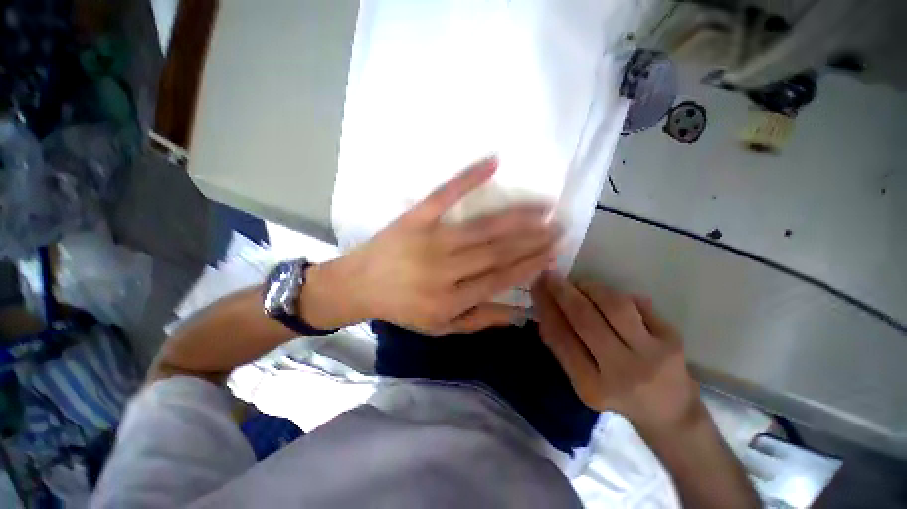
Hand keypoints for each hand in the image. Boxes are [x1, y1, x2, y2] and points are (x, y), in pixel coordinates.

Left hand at [302, 157, 559, 334]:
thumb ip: (479, 319)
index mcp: (450, 300)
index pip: (501, 279)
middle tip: (559, 227)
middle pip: (498, 252)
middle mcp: (444, 270)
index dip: (530, 265)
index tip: (552, 253)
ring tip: (544, 207)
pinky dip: (469, 177)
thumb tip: (519, 313)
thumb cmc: (402, 308)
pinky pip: (444, 194)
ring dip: (517, 216)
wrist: (359, 285)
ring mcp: (429, 240)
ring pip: (482, 227)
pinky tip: (494, 162)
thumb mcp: (440, 327)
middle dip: (533, 239)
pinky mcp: (415, 217)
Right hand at [531, 274, 703, 438]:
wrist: (671, 414)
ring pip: (615, 307)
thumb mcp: (583, 380)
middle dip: (563, 292)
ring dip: (591, 288)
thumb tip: (544, 308)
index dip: (546, 308)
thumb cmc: (617, 396)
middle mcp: (623, 372)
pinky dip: (617, 295)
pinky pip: (639, 305)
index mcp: (593, 386)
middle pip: (586, 320)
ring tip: (579, 285)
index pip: (561, 338)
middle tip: (550, 276)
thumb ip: (562, 347)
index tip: (536, 288)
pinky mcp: (673, 341)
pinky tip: (606, 297)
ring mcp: (652, 355)